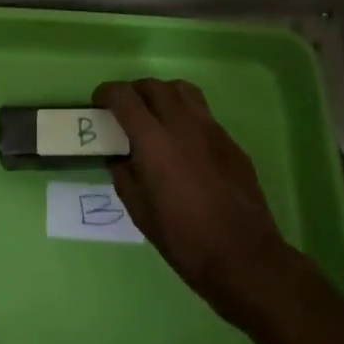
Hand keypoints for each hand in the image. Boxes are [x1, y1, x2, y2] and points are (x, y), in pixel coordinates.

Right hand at [95, 77, 295, 325]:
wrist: (244, 257)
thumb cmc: (184, 239)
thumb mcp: (140, 212)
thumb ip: (124, 175)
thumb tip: (119, 157)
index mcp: (154, 140)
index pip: (124, 97)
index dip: (107, 93)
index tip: (99, 102)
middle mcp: (181, 124)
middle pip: (153, 86)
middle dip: (134, 91)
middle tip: (126, 109)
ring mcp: (210, 129)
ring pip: (182, 90)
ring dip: (163, 94)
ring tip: (156, 115)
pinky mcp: (230, 141)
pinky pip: (203, 113)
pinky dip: (186, 115)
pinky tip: (185, 143)